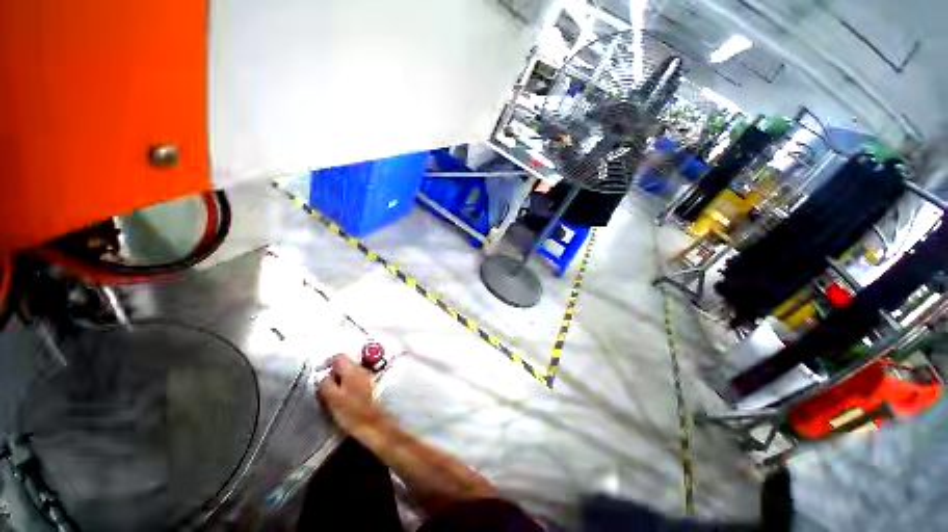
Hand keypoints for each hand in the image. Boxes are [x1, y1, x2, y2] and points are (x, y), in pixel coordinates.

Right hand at [317, 355, 386, 435]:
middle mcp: (362, 369)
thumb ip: (326, 384)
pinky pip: (356, 381)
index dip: (326, 362)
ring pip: (351, 373)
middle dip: (333, 372)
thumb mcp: (333, 399)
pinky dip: (347, 385)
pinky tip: (343, 399)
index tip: (318, 373)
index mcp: (352, 369)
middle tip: (323, 386)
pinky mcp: (371, 387)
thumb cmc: (352, 412)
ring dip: (340, 380)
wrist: (376, 425)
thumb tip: (322, 376)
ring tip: (331, 394)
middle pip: (345, 364)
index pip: (339, 356)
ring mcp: (368, 378)